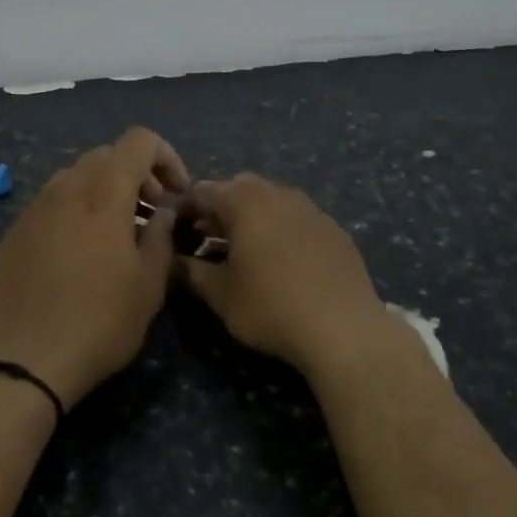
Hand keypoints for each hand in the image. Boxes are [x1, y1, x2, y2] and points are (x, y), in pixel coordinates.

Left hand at [0, 127, 189, 409]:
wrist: (26, 360)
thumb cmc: (101, 322)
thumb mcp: (149, 284)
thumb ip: (161, 236)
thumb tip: (162, 213)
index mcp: (103, 196)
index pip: (138, 141)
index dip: (166, 157)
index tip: (175, 195)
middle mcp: (64, 190)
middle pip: (105, 156)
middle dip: (137, 175)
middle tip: (151, 214)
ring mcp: (33, 210)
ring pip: (75, 177)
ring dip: (104, 192)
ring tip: (116, 233)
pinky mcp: (14, 234)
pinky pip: (50, 203)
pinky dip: (75, 211)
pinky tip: (80, 253)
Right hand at [177, 174, 397, 377]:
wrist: (344, 328)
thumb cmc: (271, 308)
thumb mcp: (221, 295)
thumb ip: (192, 272)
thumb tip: (174, 262)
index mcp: (246, 201)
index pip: (202, 191)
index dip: (183, 209)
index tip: (172, 232)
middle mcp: (279, 193)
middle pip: (239, 188)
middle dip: (219, 209)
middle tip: (206, 240)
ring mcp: (312, 209)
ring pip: (271, 201)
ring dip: (251, 218)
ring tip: (242, 252)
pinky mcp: (334, 229)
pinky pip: (297, 219)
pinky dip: (280, 230)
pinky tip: (281, 262)